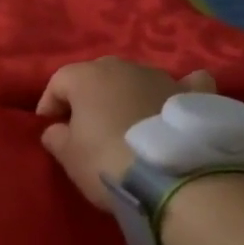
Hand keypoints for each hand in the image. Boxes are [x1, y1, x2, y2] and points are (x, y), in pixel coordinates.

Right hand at [37, 58, 215, 209]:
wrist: (173, 177)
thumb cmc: (107, 162)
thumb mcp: (68, 156)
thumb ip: (55, 137)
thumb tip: (57, 129)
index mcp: (88, 77)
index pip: (58, 81)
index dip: (50, 104)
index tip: (50, 128)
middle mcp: (125, 67)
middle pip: (98, 75)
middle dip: (88, 97)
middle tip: (86, 127)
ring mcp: (163, 77)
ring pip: (136, 80)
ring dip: (127, 96)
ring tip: (127, 125)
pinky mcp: (194, 95)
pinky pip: (184, 84)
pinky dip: (176, 92)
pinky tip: (175, 103)